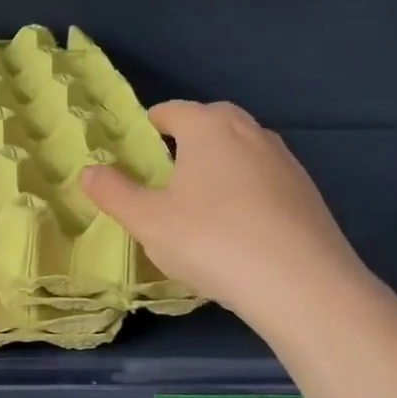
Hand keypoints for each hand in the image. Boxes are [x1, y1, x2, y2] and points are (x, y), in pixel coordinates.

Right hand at [82, 100, 382, 344]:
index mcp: (208, 127)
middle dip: (186, 140)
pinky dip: (246, 190)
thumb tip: (88, 171)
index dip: (149, 127)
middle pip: (210, 123)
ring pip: (241, 150)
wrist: (303, 286)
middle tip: (165, 173)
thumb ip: (113, 192)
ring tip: (200, 201)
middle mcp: (250, 132)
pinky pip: (264, 179)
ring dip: (219, 164)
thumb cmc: (212, 240)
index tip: (136, 152)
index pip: (171, 111)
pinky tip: (237, 228)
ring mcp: (285, 161)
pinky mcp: (308, 193)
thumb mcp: (147, 221)